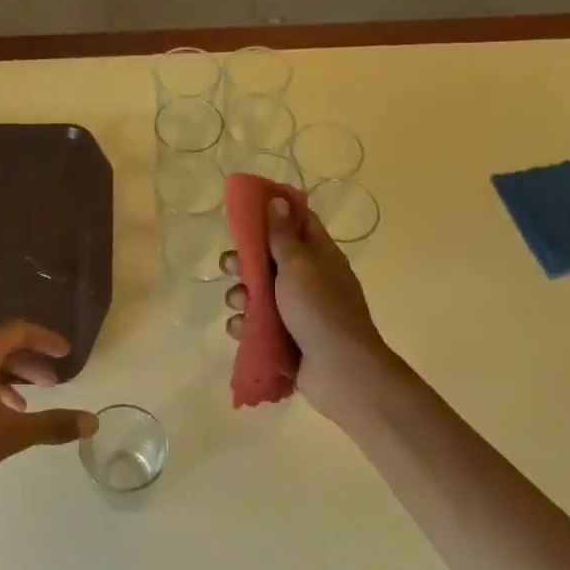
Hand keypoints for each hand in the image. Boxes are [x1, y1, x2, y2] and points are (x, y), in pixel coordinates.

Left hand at [0, 321, 97, 504]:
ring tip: (26, 405)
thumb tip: (92, 421)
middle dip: (30, 363)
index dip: (45, 339)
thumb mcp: (11, 433)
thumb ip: (53, 425)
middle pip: (1, 348)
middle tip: (54, 382)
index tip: (65, 353)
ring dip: (9, 379)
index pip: (19, 331)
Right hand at [223, 198, 391, 418]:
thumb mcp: (299, 264)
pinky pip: (258, 325)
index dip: (273, 214)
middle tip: (230, 265)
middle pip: (270, 260)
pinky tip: (241, 329)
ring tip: (239, 303)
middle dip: (245, 262)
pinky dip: (246, 326)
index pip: (298, 223)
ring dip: (242, 296)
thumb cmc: (319, 308)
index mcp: (319, 256)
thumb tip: (278, 199)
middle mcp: (309, 280)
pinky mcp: (285, 338)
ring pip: (259, 294)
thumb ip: (282, 235)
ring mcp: (297, 311)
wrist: (339, 369)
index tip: (245, 212)